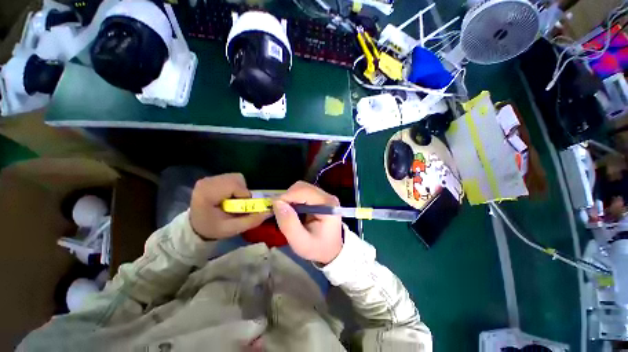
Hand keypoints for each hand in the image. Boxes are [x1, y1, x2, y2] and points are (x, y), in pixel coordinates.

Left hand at [189, 174, 269, 239]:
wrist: (197, 225)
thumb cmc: (213, 228)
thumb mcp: (232, 229)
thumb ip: (251, 221)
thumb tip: (270, 211)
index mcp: (206, 195)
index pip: (232, 186)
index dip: (243, 195)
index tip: (241, 207)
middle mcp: (206, 182)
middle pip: (236, 179)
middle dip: (243, 191)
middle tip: (239, 204)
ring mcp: (209, 178)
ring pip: (236, 177)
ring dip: (241, 189)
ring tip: (234, 200)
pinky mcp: (212, 178)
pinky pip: (233, 177)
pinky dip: (237, 186)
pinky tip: (230, 195)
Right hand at [273, 181, 342, 264]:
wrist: (331, 251)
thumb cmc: (317, 248)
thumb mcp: (300, 242)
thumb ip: (289, 224)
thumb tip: (277, 202)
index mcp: (327, 205)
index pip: (303, 191)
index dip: (287, 196)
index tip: (275, 208)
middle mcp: (327, 196)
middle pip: (302, 187)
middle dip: (288, 197)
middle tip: (281, 212)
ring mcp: (325, 195)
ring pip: (301, 188)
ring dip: (290, 198)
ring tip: (288, 213)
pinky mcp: (320, 197)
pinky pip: (303, 192)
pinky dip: (294, 199)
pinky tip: (294, 211)